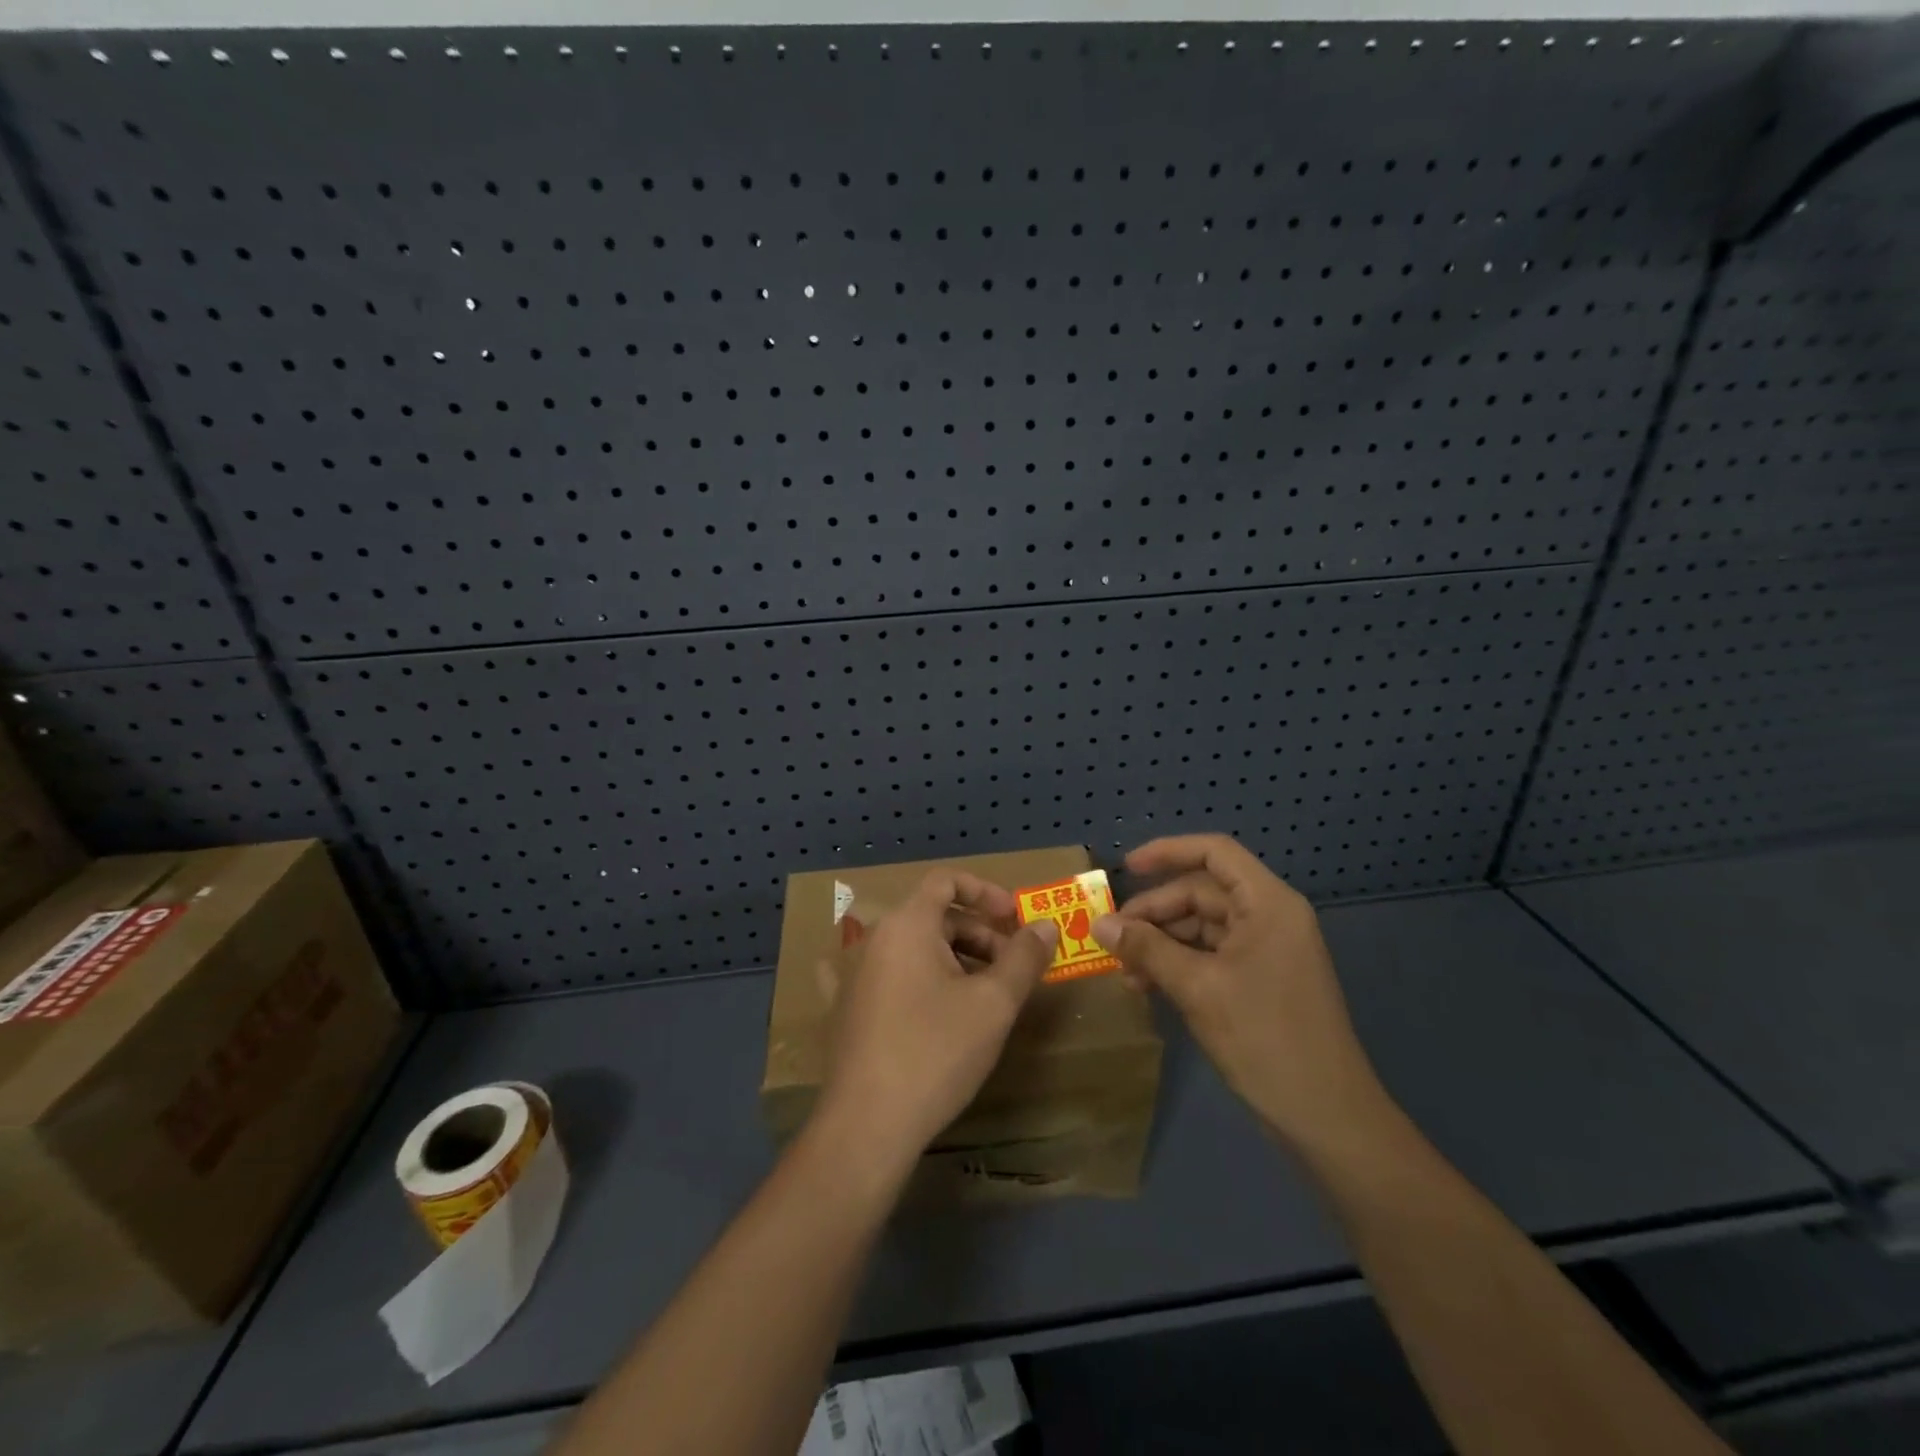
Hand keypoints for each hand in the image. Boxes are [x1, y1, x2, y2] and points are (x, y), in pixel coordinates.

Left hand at [816, 870, 1059, 1167]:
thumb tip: (1045, 925)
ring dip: (953, 959)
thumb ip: (1024, 957)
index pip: (946, 880)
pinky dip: (914, 979)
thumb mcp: (993, 1004)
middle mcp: (875, 938)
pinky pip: (886, 976)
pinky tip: (924, 1000)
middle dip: (978, 934)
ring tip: (983, 997)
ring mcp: (854, 973)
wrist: (866, 1125)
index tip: (1015, 920)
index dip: (986, 892)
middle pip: (934, 916)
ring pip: (913, 947)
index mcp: (907, 924)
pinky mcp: (845, 1007)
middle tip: (1012, 969)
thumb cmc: (935, 1052)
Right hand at [1093, 834, 1388, 1149]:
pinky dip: (1178, 964)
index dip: (1167, 851)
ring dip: (1161, 943)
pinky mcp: (1260, 981)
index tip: (1125, 869)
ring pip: (1202, 927)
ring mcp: (1266, 950)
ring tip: (1125, 971)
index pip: (1214, 853)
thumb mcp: (1197, 988)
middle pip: (1202, 892)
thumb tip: (1099, 924)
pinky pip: (1210, 955)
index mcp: (1267, 904)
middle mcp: (1269, 917)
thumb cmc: (1264, 1038)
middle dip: (1154, 913)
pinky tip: (1148, 985)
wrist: (1326, 1118)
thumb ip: (1147, 949)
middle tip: (1112, 939)